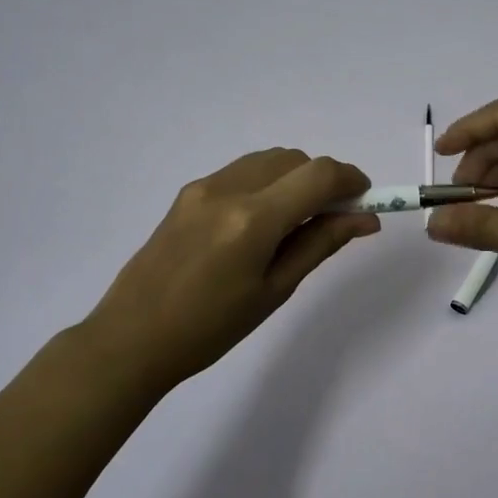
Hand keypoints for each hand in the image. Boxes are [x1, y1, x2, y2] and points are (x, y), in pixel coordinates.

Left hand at [79, 149, 379, 393]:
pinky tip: (261, 223)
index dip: (351, 180)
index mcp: (253, 219)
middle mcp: (228, 188)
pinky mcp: (187, 192)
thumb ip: (320, 243)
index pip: (319, 174)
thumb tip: (365, 219)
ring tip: (296, 223)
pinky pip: (242, 171)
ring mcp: (203, 186)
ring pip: (268, 160)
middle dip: (323, 180)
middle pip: (295, 159)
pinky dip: (267, 183)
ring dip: (294, 179)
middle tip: (333, 219)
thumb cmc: (210, 328)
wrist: (132, 337)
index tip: (365, 201)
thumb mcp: (274, 290)